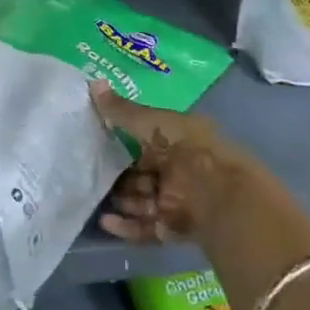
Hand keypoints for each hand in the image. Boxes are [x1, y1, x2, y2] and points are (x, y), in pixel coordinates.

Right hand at [89, 85, 254, 243]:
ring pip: (141, 201)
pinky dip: (127, 227)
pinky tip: (106, 222)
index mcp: (175, 140)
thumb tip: (93, 82)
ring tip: (94, 198)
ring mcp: (176, 200)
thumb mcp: (152, 122)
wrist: (220, 194)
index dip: (122, 140)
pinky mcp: (174, 227)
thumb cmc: (186, 148)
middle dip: (118, 175)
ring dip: (121, 200)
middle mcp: (176, 169)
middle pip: (141, 173)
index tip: (95, 140)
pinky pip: (146, 228)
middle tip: (89, 172)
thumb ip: (121, 110)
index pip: (145, 139)